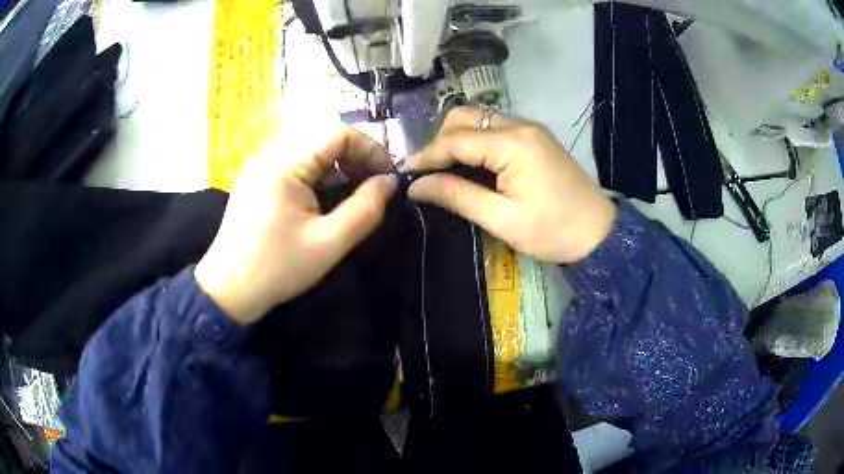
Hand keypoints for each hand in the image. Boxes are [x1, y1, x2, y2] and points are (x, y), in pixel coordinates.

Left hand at [195, 126, 397, 324]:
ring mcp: (261, 166)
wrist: (228, 291)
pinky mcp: (257, 180)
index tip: (389, 177)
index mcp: (285, 163)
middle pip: (324, 140)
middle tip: (376, 188)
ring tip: (356, 194)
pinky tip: (327, 199)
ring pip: (310, 152)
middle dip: (356, 159)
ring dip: (338, 168)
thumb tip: (390, 182)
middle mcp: (271, 154)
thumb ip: (366, 209)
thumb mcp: (329, 243)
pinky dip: (318, 177)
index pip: (338, 133)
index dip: (370, 149)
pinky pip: (295, 166)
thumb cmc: (277, 268)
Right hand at [407, 107, 615, 263]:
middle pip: (465, 117)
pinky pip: (496, 128)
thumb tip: (417, 186)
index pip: (455, 139)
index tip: (405, 173)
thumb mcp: (502, 220)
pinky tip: (473, 164)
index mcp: (512, 144)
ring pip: (480, 120)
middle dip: (441, 140)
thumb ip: (458, 196)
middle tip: (430, 172)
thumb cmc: (552, 231)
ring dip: (458, 139)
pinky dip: (477, 141)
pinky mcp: (536, 137)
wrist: (599, 233)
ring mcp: (530, 129)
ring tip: (447, 169)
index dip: (427, 155)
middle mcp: (520, 125)